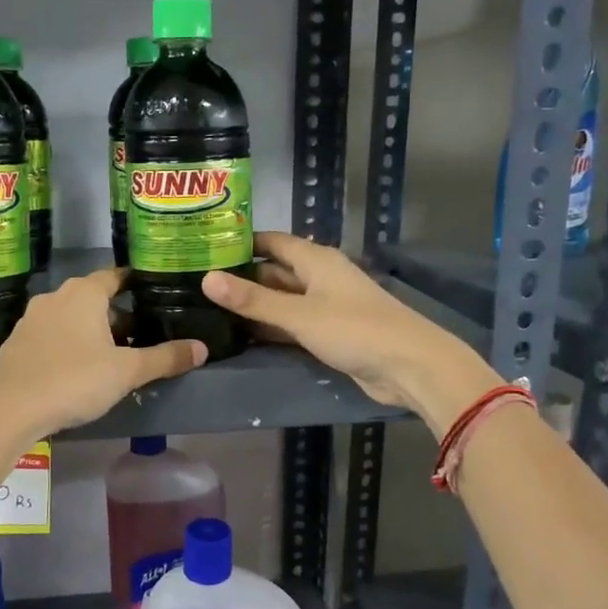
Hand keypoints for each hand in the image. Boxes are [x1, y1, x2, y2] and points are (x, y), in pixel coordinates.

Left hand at [0, 269, 206, 442]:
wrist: (10, 409)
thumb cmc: (74, 380)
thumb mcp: (127, 372)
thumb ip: (165, 358)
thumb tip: (201, 348)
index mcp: (85, 293)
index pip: (115, 275)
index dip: (135, 282)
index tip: (153, 293)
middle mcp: (56, 296)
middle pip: (93, 297)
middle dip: (116, 313)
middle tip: (140, 333)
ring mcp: (32, 319)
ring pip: (70, 316)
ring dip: (91, 329)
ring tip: (112, 354)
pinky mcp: (17, 342)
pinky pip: (51, 334)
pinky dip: (68, 343)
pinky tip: (78, 369)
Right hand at [201, 232, 499, 433]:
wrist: (409, 366)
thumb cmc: (354, 329)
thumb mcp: (298, 314)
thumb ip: (253, 300)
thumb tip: (207, 279)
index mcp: (316, 260)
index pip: (272, 242)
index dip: (242, 243)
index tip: (206, 247)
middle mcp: (320, 277)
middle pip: (275, 271)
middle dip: (242, 277)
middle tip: (198, 283)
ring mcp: (325, 307)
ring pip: (282, 300)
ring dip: (255, 306)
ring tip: (211, 309)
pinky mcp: (329, 334)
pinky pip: (292, 324)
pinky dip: (271, 328)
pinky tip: (242, 335)